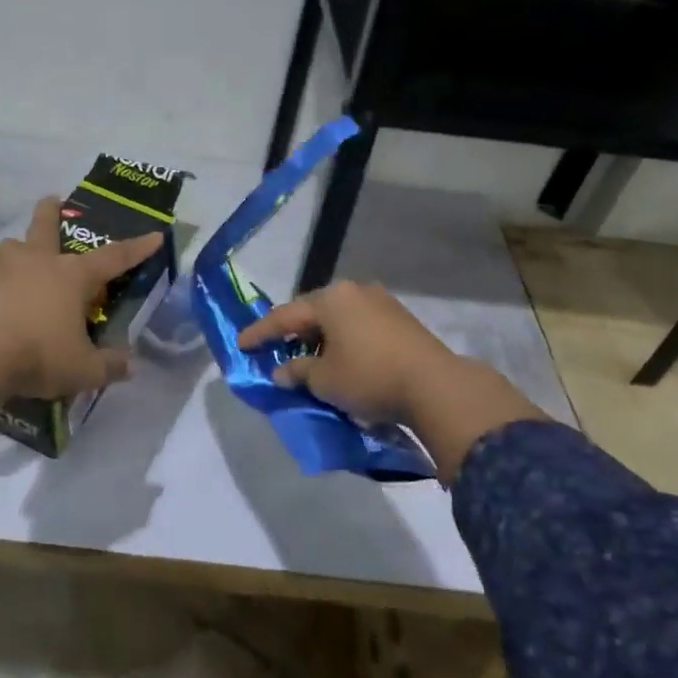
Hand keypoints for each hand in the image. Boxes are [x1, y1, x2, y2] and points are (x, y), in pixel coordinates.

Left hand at [0, 197, 162, 402]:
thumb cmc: (38, 354)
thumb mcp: (83, 370)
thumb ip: (109, 366)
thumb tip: (129, 366)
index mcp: (71, 276)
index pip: (113, 258)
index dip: (137, 248)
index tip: (155, 235)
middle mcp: (36, 263)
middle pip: (45, 226)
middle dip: (51, 211)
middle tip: (53, 199)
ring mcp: (0, 272)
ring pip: (11, 249)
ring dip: (19, 251)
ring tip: (22, 265)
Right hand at [238, 281, 548, 482]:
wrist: (435, 385)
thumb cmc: (369, 377)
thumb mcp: (324, 380)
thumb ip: (297, 372)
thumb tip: (282, 371)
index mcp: (330, 299)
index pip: (285, 316)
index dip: (261, 333)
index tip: (242, 344)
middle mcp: (354, 291)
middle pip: (313, 312)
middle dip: (293, 332)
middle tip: (275, 348)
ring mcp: (381, 302)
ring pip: (338, 318)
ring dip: (320, 337)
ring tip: (308, 356)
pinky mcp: (400, 318)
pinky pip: (359, 325)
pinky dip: (343, 339)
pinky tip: (340, 357)